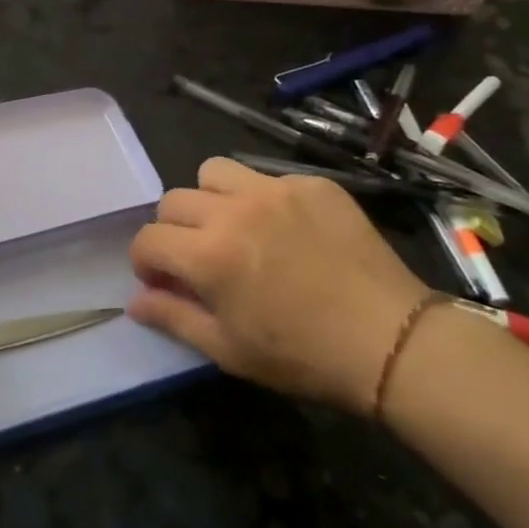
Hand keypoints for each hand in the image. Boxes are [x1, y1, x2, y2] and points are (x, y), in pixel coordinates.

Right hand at [128, 158, 431, 415]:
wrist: (393, 342)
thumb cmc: (303, 356)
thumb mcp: (228, 349)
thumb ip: (173, 318)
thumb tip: (134, 302)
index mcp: (208, 255)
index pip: (148, 239)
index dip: (146, 263)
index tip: (163, 281)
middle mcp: (234, 211)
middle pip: (173, 200)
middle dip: (173, 230)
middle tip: (198, 257)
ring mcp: (276, 190)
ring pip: (214, 171)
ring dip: (210, 198)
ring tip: (234, 226)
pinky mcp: (313, 184)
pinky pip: (267, 177)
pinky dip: (262, 198)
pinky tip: (287, 229)